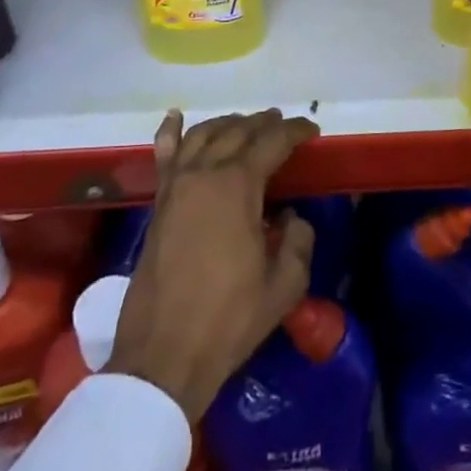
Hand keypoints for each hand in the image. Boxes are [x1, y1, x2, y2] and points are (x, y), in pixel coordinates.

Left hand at [106, 107, 318, 419]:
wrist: (163, 354)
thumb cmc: (229, 319)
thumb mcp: (284, 286)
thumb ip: (298, 242)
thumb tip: (292, 217)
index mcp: (238, 186)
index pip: (272, 142)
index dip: (295, 131)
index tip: (312, 130)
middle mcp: (205, 174)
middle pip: (238, 131)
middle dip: (263, 123)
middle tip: (283, 124)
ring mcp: (176, 185)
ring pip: (204, 135)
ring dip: (228, 124)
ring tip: (246, 124)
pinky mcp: (158, 203)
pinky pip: (164, 155)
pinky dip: (171, 132)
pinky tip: (176, 116)